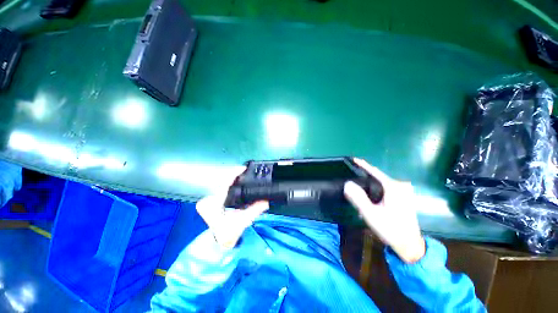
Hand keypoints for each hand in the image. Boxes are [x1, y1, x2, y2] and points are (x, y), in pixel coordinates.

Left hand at [196, 167, 268, 249]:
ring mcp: (206, 200)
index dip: (233, 174)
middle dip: (233, 174)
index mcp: (213, 205)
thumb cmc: (229, 233)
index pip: (223, 184)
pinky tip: (235, 181)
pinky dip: (228, 183)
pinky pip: (219, 187)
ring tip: (242, 174)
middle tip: (245, 170)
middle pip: (221, 181)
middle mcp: (207, 200)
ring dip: (231, 178)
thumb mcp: (243, 221)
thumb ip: (255, 210)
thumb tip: (266, 200)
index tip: (243, 168)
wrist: (219, 243)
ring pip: (220, 183)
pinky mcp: (209, 200)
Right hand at [344, 158, 424, 262]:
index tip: (353, 159)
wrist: (410, 245)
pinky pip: (386, 188)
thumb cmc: (390, 229)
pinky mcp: (404, 197)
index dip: (363, 165)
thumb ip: (358, 198)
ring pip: (381, 183)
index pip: (374, 171)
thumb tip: (347, 184)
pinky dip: (376, 190)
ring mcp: (404, 191)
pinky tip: (370, 198)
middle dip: (364, 177)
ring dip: (370, 185)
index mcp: (393, 187)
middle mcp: (400, 186)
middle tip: (352, 181)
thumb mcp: (371, 214)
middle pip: (378, 177)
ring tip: (359, 190)